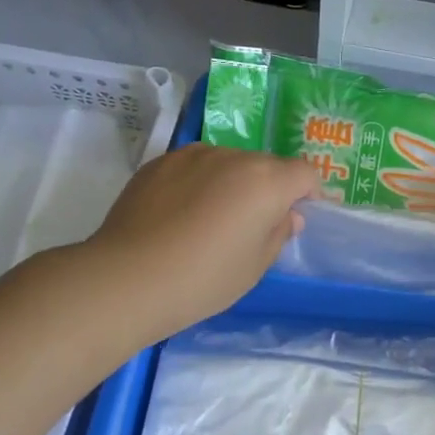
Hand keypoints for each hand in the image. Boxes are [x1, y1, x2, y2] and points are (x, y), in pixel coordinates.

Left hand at [84, 144, 319, 336]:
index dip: (308, 194)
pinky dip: (197, 184)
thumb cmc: (203, 279)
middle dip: (268, 189)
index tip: (297, 217)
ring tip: (209, 221)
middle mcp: (233, 156)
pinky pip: (193, 168)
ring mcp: (193, 155)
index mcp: (266, 180)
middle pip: (265, 165)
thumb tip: (287, 215)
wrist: (125, 279)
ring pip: (227, 164)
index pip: (304, 173)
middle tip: (252, 226)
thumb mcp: (254, 267)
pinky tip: (178, 217)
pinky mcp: (159, 162)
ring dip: (231, 184)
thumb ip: (278, 233)